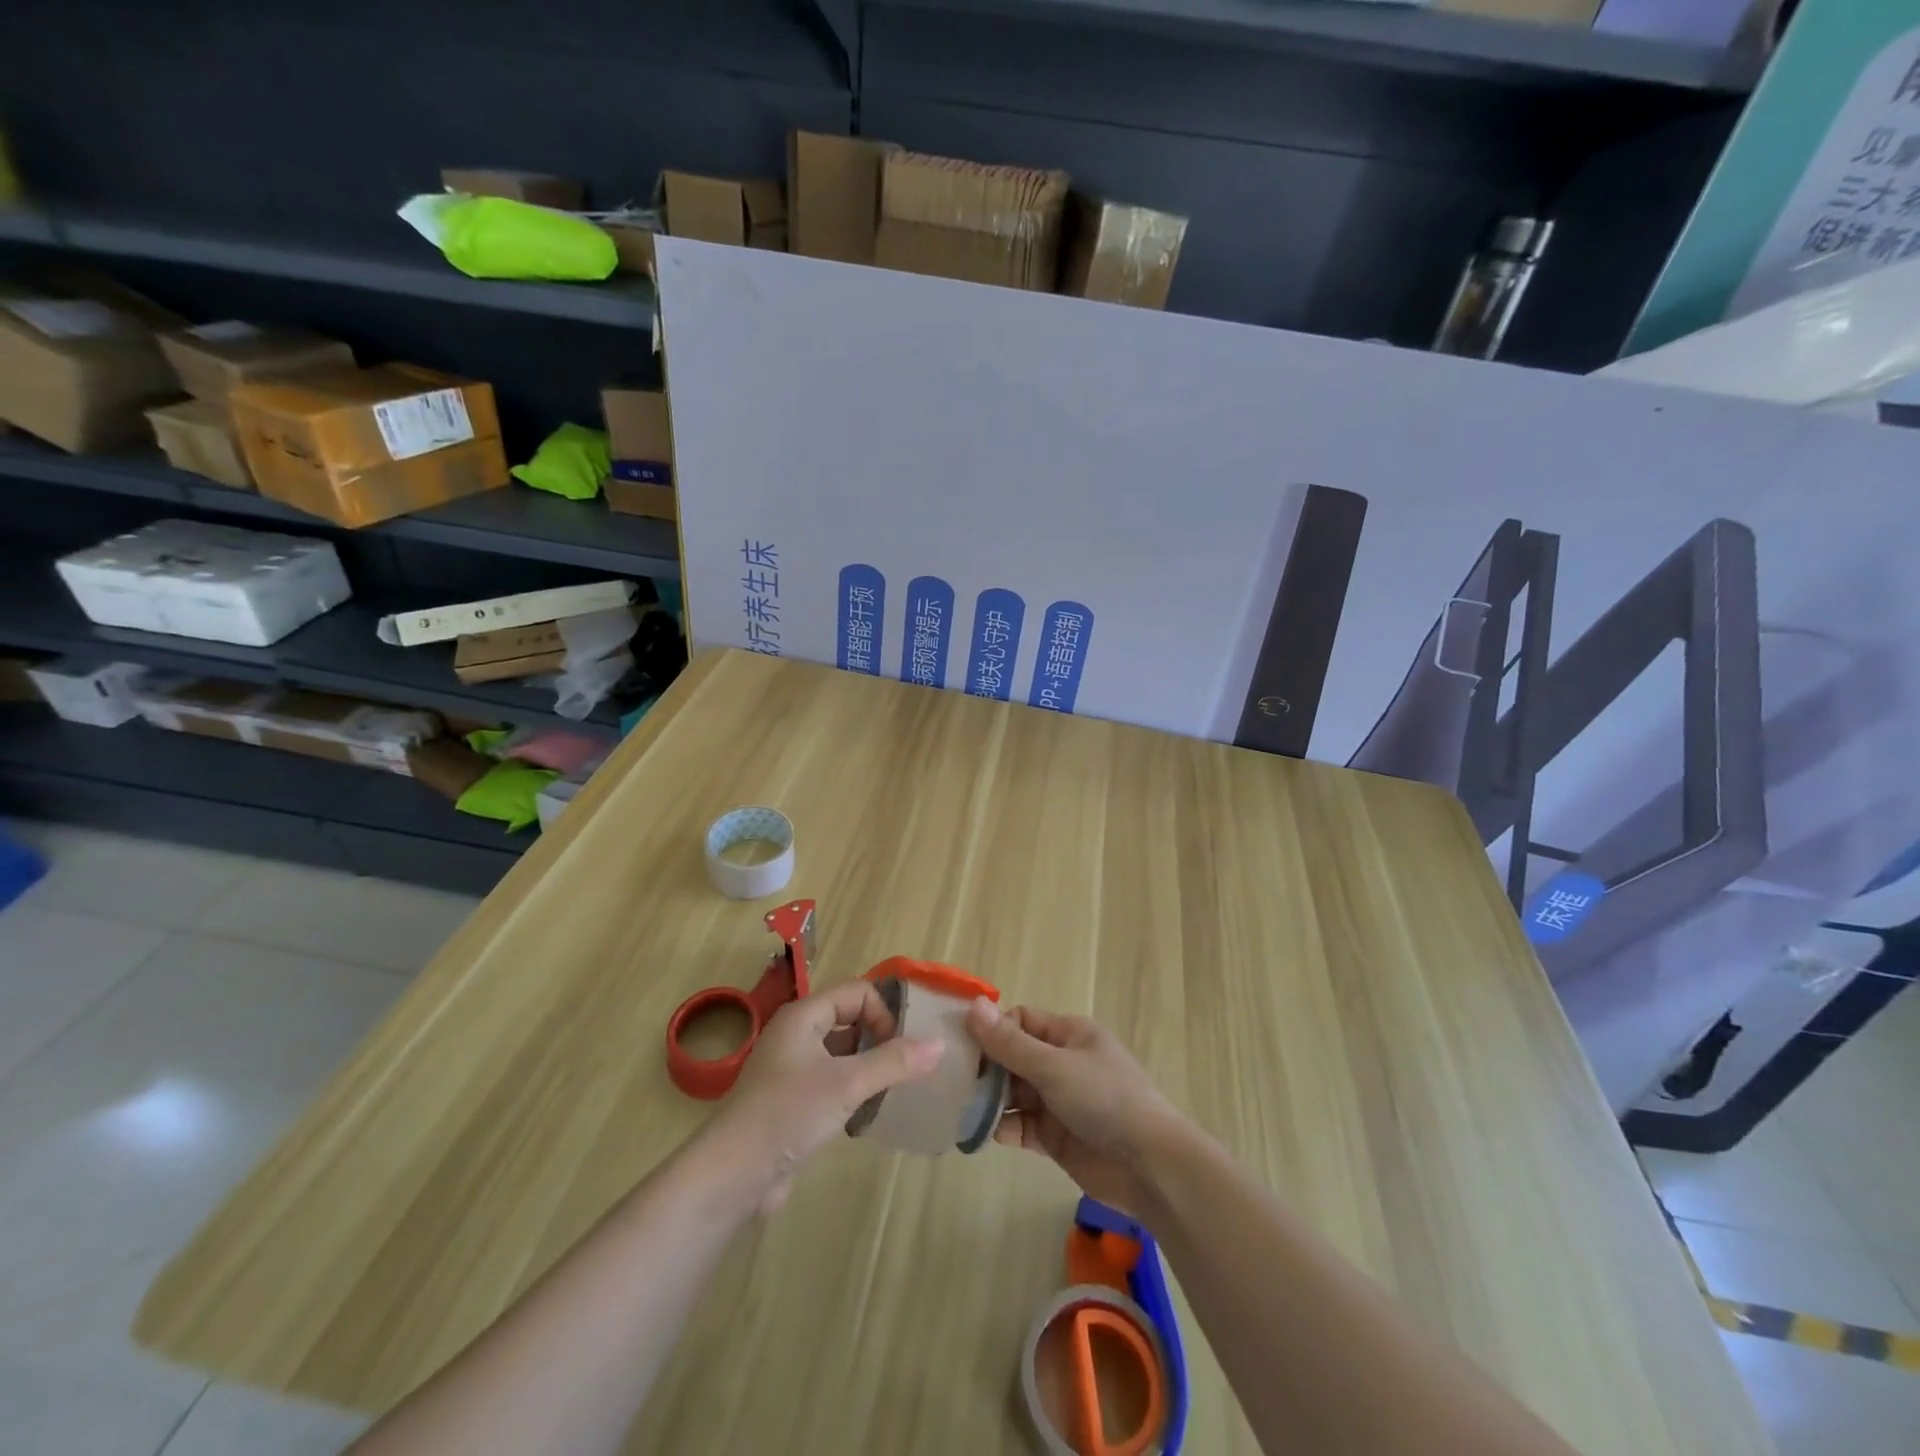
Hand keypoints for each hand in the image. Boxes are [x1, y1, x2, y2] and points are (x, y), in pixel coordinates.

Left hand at [707, 981, 942, 1213]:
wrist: (733, 1174)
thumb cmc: (789, 1113)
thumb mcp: (847, 1083)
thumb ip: (894, 1062)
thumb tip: (939, 1044)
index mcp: (804, 1016)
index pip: (856, 992)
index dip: (883, 1012)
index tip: (900, 1047)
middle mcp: (796, 1034)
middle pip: (849, 1018)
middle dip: (879, 1037)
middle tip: (903, 1067)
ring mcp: (791, 1068)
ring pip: (841, 1052)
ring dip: (867, 1065)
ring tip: (890, 1090)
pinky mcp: (790, 1100)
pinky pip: (831, 1080)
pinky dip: (852, 1089)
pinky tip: (865, 1113)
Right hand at [966, 999, 1183, 1217]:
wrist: (1149, 1166)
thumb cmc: (1104, 1099)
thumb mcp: (1054, 1066)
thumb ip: (1010, 1043)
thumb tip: (973, 1005)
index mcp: (1069, 1034)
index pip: (1021, 1021)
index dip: (993, 1030)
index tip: (963, 1046)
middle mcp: (1062, 1063)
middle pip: (1014, 1057)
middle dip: (986, 1067)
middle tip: (952, 1079)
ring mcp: (1059, 1101)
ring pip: (1014, 1093)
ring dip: (989, 1099)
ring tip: (957, 1106)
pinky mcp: (1055, 1137)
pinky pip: (1020, 1126)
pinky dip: (1000, 1127)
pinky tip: (976, 1132)